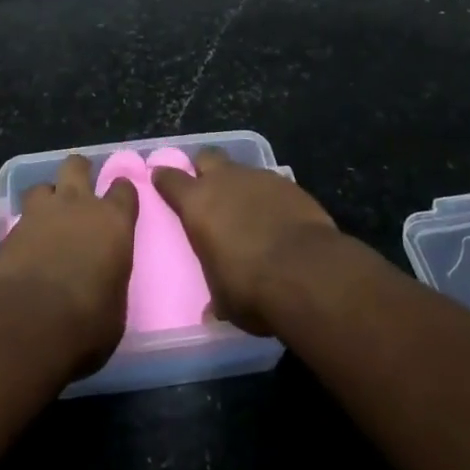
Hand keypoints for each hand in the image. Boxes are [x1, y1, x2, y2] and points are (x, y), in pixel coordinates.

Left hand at [0, 154, 137, 374]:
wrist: (27, 326)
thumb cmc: (86, 323)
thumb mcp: (115, 306)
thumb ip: (111, 278)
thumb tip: (103, 279)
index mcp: (113, 222)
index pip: (124, 190)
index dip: (122, 192)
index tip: (121, 200)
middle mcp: (77, 206)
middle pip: (76, 166)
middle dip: (79, 171)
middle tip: (80, 187)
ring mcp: (39, 214)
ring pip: (42, 186)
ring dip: (47, 198)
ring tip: (48, 218)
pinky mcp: (9, 231)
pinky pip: (20, 218)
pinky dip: (25, 228)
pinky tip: (25, 246)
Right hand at [152, 148, 338, 335]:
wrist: (308, 273)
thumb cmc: (251, 288)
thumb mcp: (224, 300)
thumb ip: (215, 296)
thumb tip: (212, 312)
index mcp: (197, 204)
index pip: (170, 178)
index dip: (165, 178)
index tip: (161, 179)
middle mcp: (225, 181)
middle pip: (207, 157)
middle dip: (205, 169)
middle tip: (207, 189)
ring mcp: (260, 178)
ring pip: (242, 170)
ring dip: (240, 186)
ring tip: (248, 211)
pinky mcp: (291, 185)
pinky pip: (272, 185)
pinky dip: (270, 198)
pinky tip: (278, 219)